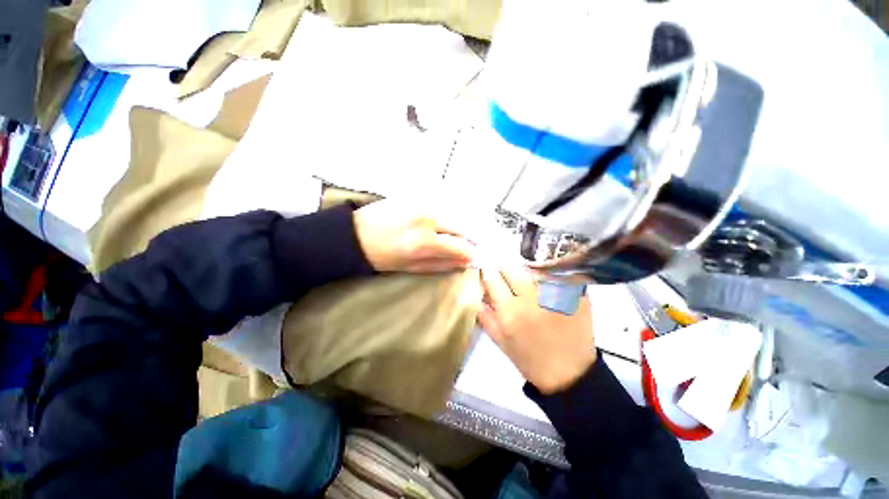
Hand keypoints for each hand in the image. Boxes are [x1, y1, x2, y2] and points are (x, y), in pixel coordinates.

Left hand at [353, 199, 474, 272]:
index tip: (474, 256)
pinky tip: (447, 222)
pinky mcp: (417, 195)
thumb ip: (441, 264)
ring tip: (459, 234)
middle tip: (472, 244)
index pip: (459, 246)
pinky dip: (450, 213)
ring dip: (461, 224)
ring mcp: (422, 204)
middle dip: (470, 237)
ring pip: (454, 213)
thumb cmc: (382, 256)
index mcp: (423, 243)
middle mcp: (427, 219)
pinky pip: (442, 203)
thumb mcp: (412, 267)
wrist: (357, 233)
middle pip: (461, 226)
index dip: (470, 252)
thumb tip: (465, 262)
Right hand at [479, 267, 595, 393]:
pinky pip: (556, 275)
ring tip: (527, 278)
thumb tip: (478, 292)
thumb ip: (485, 316)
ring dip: (526, 270)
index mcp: (510, 312)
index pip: (493, 278)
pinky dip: (548, 275)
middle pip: (512, 268)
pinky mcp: (575, 295)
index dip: (488, 269)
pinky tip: (546, 283)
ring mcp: (555, 295)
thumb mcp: (500, 341)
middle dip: (505, 266)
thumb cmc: (530, 359)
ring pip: (534, 268)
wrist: (570, 375)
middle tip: (506, 270)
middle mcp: (531, 300)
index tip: (487, 266)